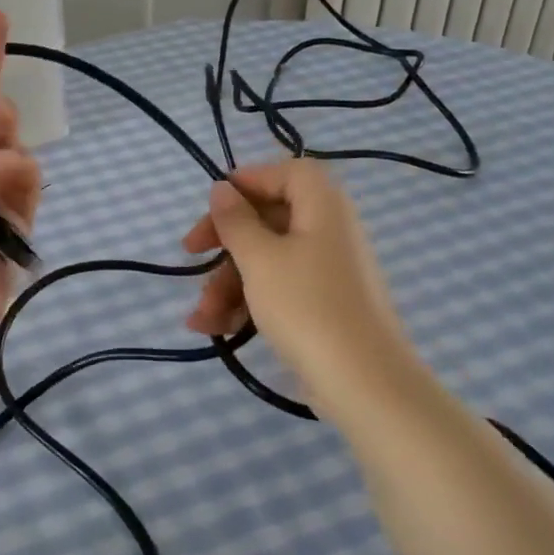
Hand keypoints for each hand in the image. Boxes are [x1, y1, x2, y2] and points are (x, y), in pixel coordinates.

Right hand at [182, 159, 422, 414]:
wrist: (362, 381)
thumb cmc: (306, 305)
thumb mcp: (259, 259)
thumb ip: (236, 221)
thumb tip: (222, 188)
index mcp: (323, 206)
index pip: (286, 173)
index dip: (247, 181)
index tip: (212, 205)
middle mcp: (329, 231)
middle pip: (269, 218)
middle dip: (224, 243)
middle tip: (190, 255)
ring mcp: (327, 271)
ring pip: (268, 260)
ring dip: (228, 284)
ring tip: (200, 317)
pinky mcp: (323, 306)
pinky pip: (279, 290)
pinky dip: (248, 303)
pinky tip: (215, 329)